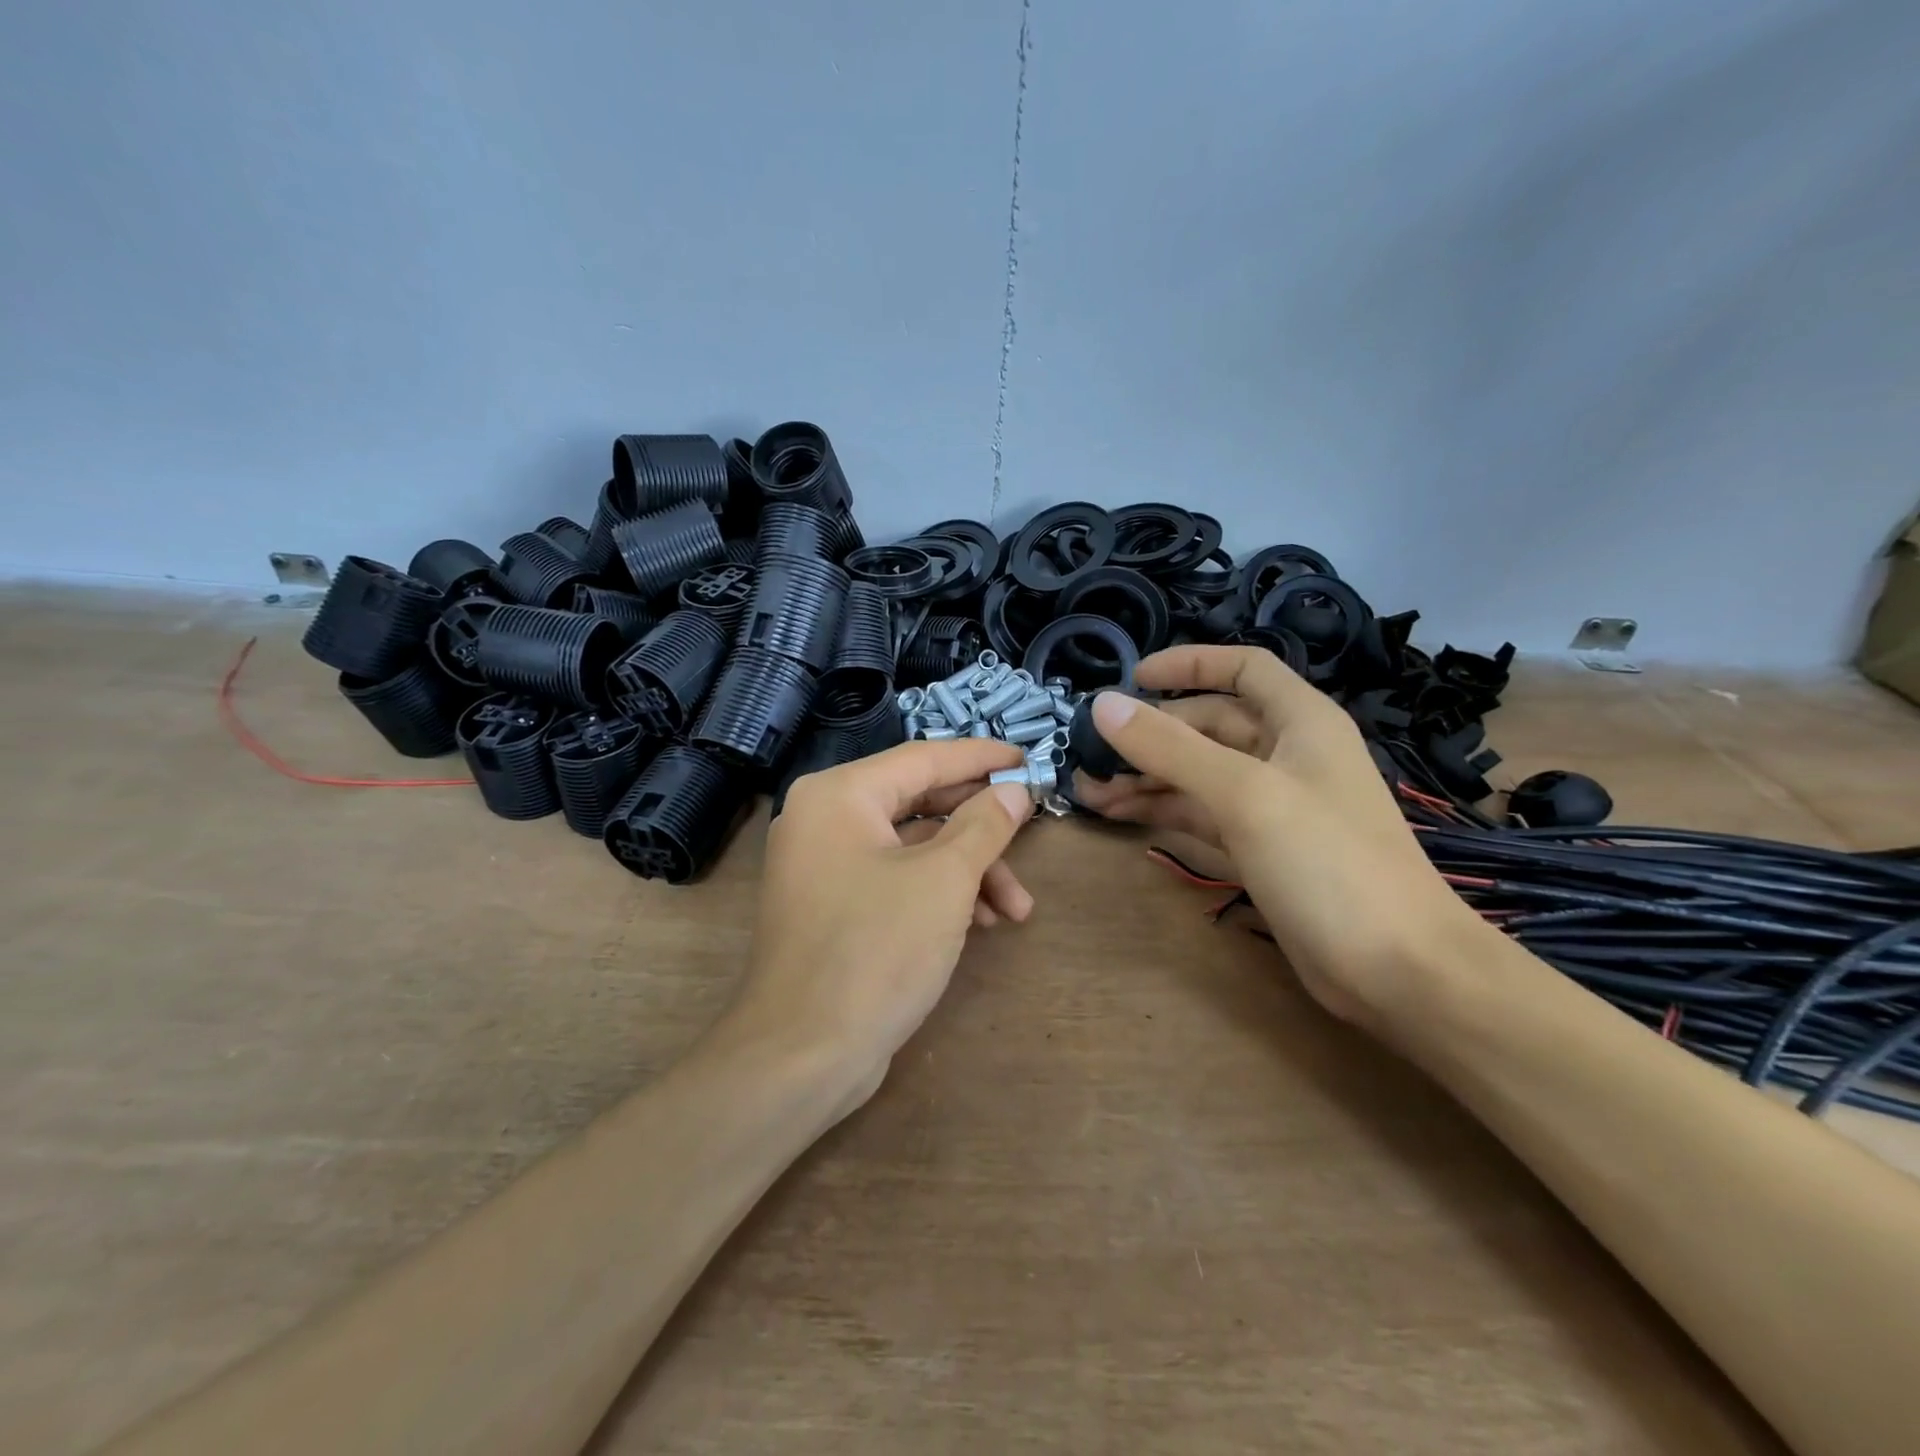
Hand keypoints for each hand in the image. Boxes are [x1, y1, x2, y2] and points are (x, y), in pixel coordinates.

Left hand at [731, 739, 1035, 1114]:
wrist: (803, 1055)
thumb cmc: (876, 950)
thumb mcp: (944, 880)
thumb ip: (984, 825)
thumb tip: (1014, 790)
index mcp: (839, 795)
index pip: (923, 758)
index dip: (980, 758)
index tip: (1027, 759)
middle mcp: (824, 819)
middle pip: (920, 803)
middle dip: (981, 829)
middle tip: (1030, 831)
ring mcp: (825, 865)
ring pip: (913, 847)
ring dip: (969, 871)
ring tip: (1017, 909)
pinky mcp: (834, 906)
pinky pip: (896, 879)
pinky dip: (939, 894)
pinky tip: (983, 923)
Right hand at [1072, 646, 1488, 1030]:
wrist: (1399, 971)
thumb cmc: (1329, 863)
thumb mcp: (1245, 794)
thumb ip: (1171, 748)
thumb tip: (1103, 704)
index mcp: (1301, 722)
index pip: (1243, 669)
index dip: (1189, 665)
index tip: (1131, 677)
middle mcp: (1286, 756)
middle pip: (1209, 726)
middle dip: (1150, 734)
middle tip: (1090, 750)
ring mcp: (1273, 806)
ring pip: (1198, 774)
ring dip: (1146, 777)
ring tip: (1088, 788)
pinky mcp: (1260, 851)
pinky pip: (1201, 815)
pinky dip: (1162, 812)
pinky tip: (1119, 815)